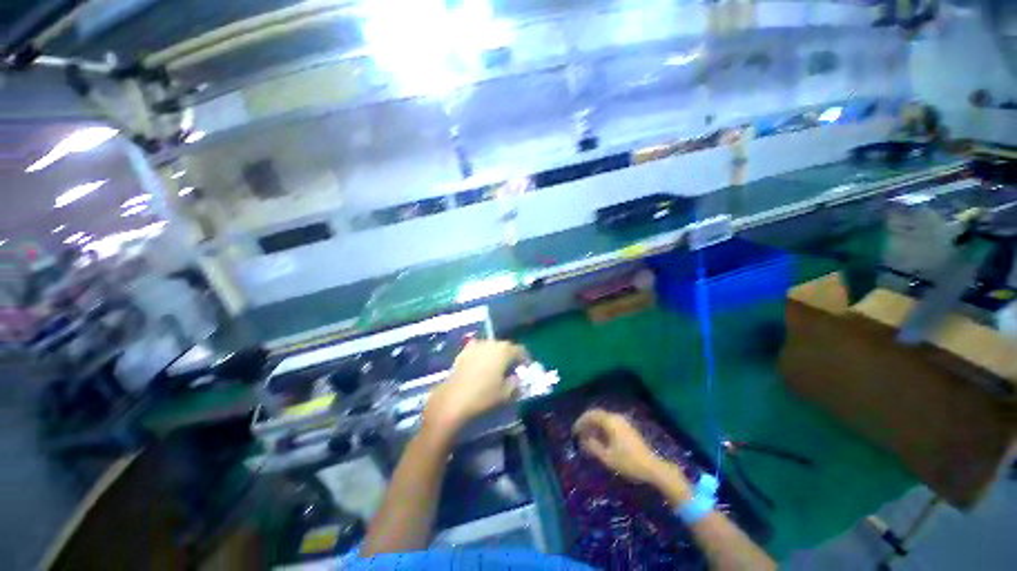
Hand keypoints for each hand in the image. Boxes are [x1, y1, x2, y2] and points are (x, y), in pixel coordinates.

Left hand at [423, 341, 526, 435]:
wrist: (454, 399)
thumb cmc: (484, 396)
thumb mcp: (506, 393)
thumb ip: (515, 383)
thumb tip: (516, 377)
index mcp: (504, 351)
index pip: (520, 350)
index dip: (525, 359)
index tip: (526, 368)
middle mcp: (491, 343)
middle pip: (505, 346)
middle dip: (510, 355)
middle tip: (512, 368)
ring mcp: (476, 346)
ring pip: (491, 346)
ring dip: (496, 353)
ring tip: (496, 365)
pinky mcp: (463, 352)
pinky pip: (477, 349)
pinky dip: (481, 354)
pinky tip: (480, 363)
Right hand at [573, 409, 682, 488]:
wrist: (652, 467)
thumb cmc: (628, 462)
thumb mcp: (607, 457)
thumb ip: (592, 447)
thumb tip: (583, 440)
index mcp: (610, 421)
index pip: (590, 415)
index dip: (580, 422)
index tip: (574, 432)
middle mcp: (616, 417)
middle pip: (596, 414)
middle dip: (586, 422)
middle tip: (578, 433)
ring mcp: (623, 421)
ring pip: (603, 418)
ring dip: (594, 425)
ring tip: (587, 437)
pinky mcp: (627, 427)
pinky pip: (609, 422)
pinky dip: (601, 427)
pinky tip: (599, 438)